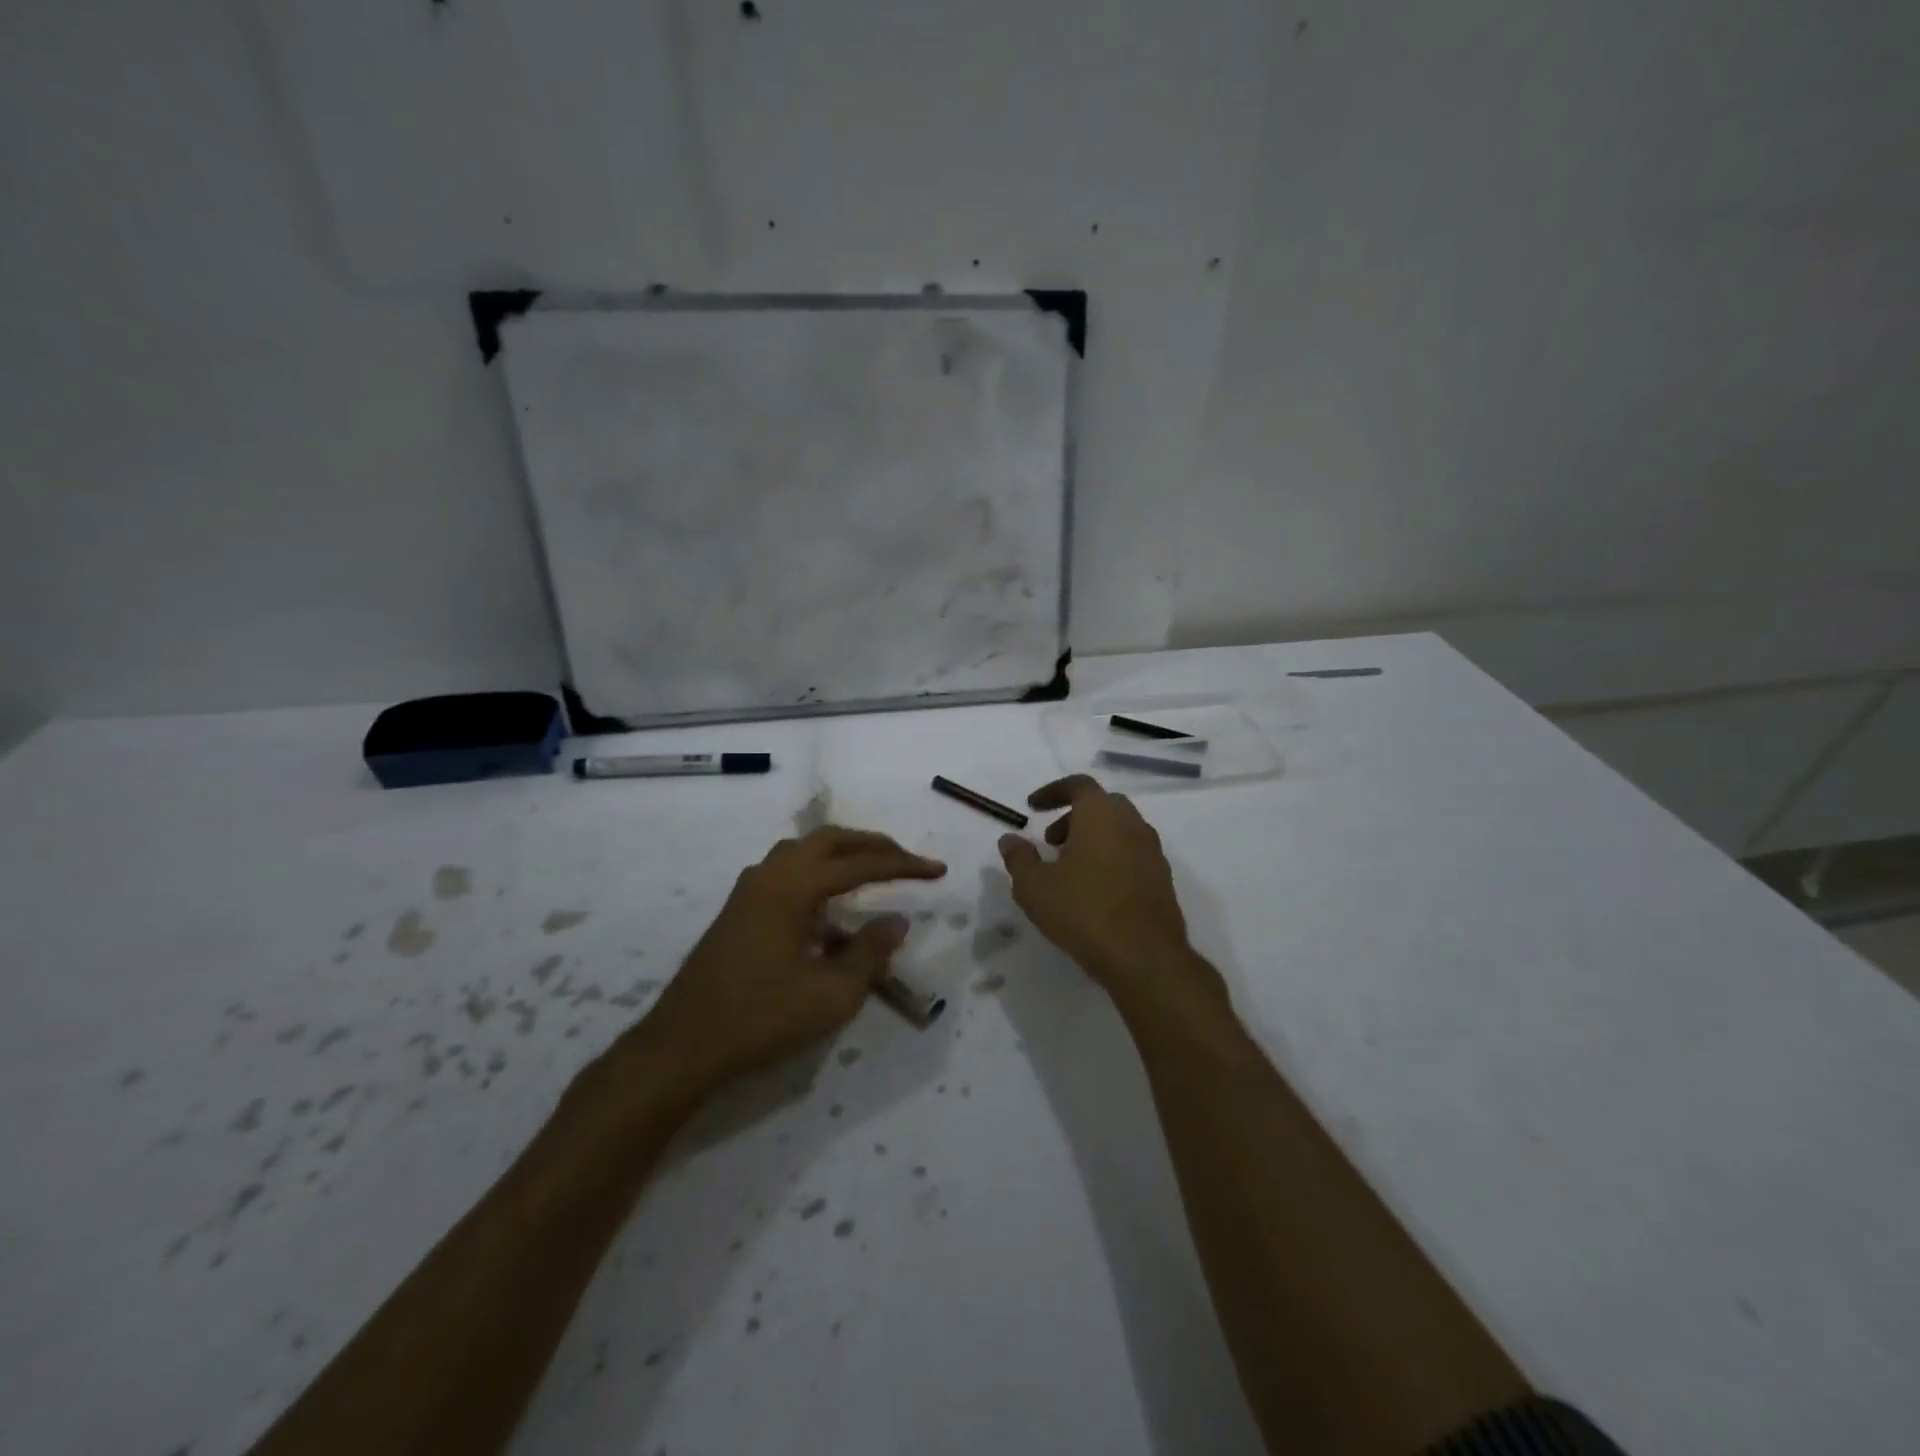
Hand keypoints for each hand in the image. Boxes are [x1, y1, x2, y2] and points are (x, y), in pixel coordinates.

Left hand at [620, 827, 945, 1099]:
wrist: (682, 1047)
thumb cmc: (760, 1018)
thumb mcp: (830, 994)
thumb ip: (869, 953)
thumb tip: (898, 920)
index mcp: (792, 887)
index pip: (860, 864)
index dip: (903, 866)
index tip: (937, 870)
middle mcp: (769, 875)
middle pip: (829, 841)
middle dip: (872, 846)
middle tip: (906, 860)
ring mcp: (749, 891)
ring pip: (803, 851)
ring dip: (842, 854)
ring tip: (873, 871)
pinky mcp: (739, 910)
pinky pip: (787, 872)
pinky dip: (818, 873)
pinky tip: (830, 907)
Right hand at [998, 775, 1224, 1014]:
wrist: (1145, 956)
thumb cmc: (1083, 911)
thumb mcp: (1034, 887)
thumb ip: (1019, 858)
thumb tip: (1010, 839)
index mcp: (1101, 815)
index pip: (1078, 785)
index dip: (1053, 791)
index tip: (1033, 807)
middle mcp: (1131, 824)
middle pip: (1101, 805)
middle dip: (1073, 816)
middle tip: (1051, 842)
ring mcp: (1152, 851)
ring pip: (1119, 829)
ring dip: (1093, 838)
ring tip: (1069, 869)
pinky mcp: (1162, 878)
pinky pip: (1132, 853)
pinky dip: (1111, 857)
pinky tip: (1095, 890)